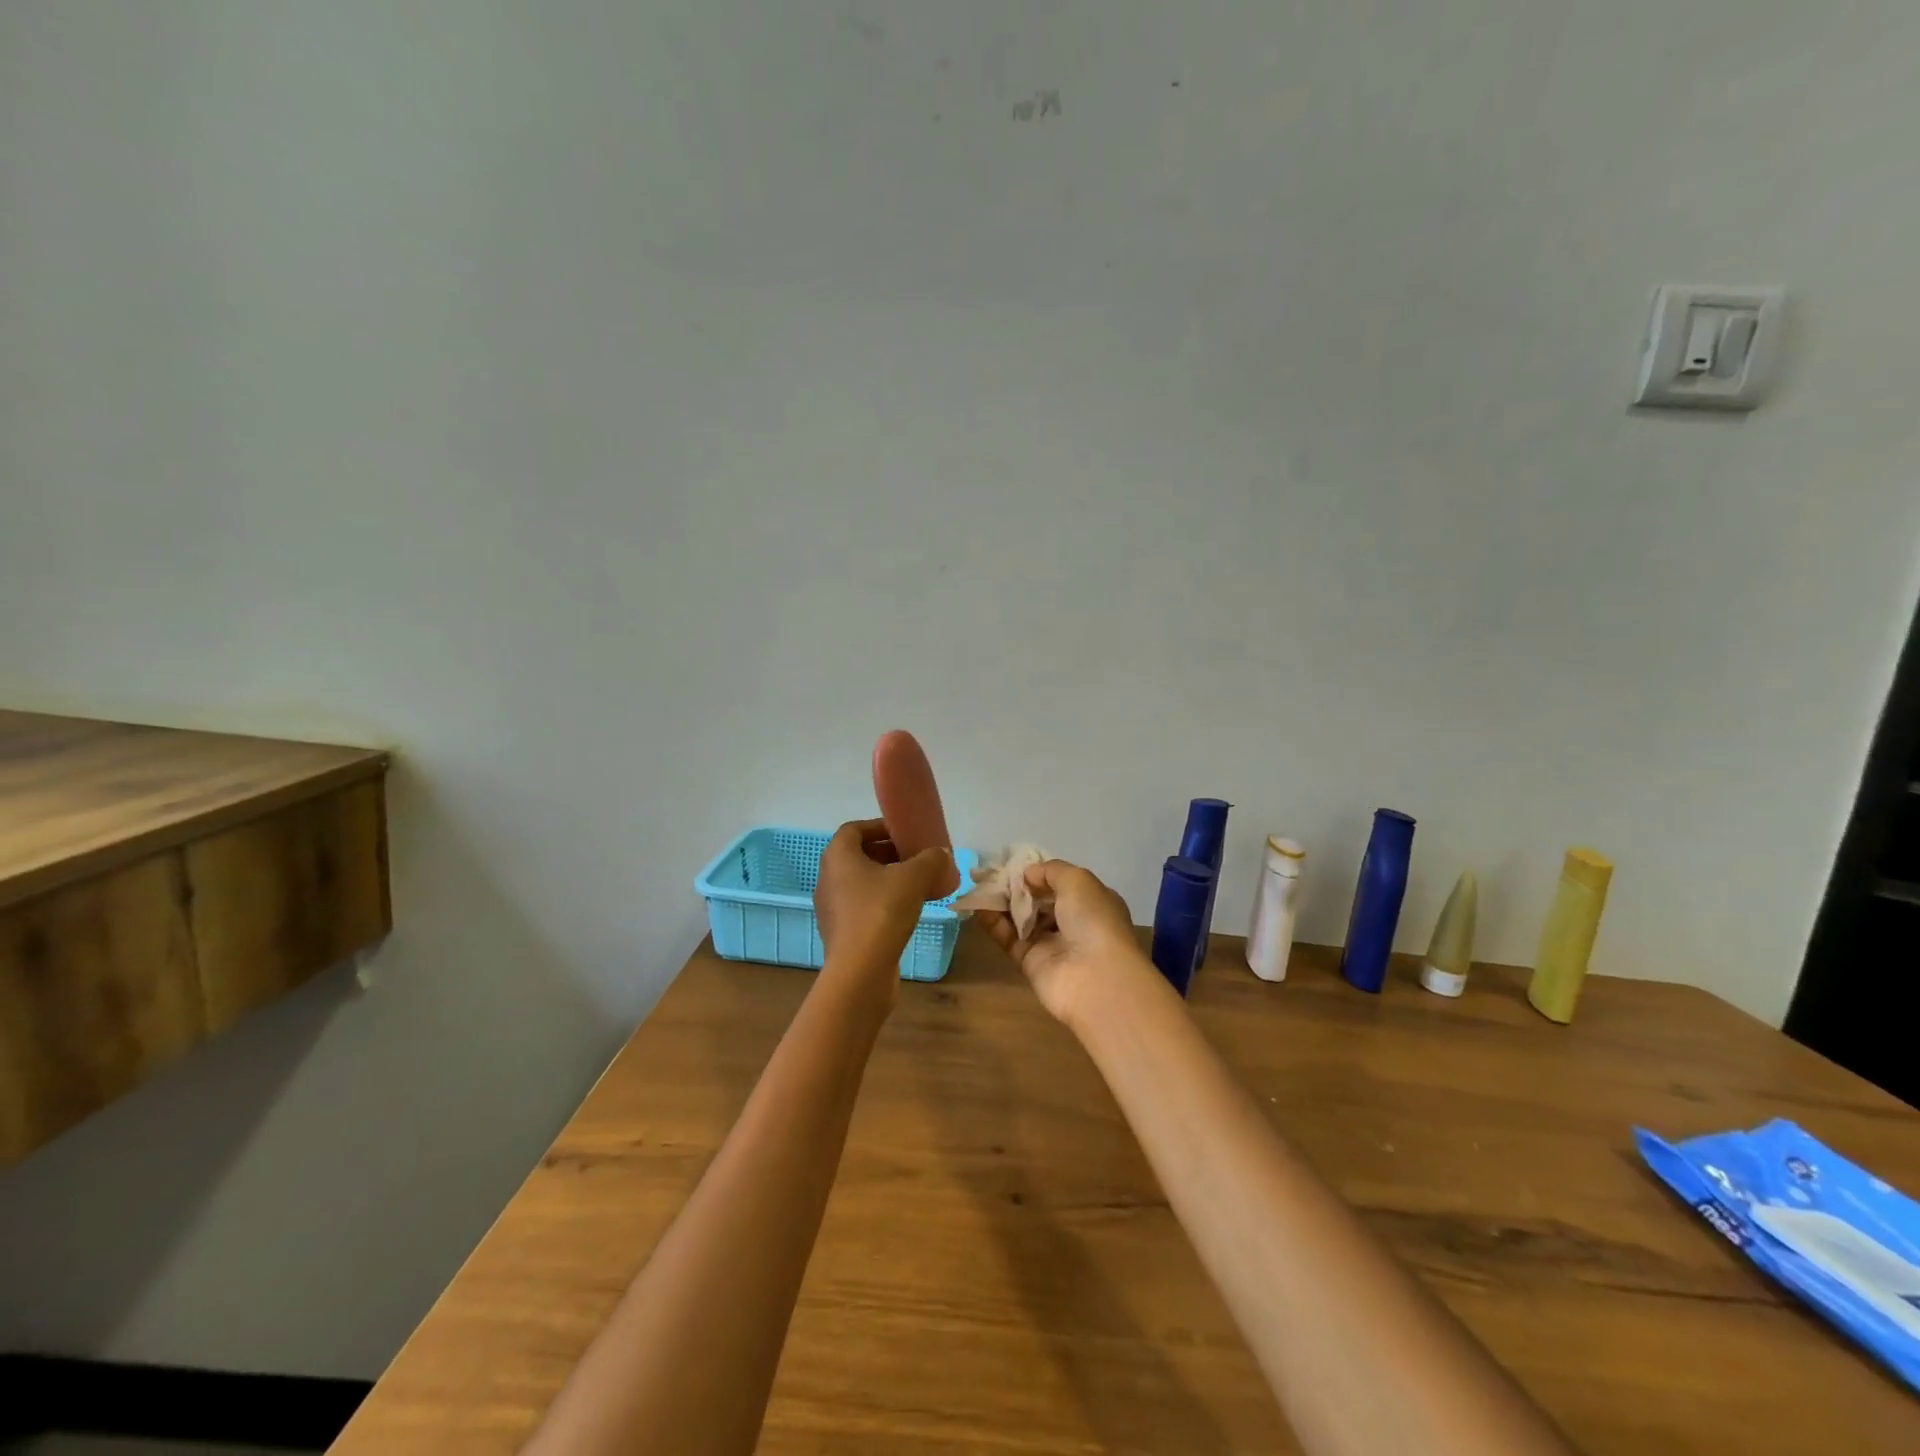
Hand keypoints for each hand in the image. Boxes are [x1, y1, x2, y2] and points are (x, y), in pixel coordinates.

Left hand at [814, 819, 952, 1008]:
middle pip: (859, 855)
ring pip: (861, 882)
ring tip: (917, 883)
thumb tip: (941, 854)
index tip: (904, 832)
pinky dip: (883, 900)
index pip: (854, 829)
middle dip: (888, 852)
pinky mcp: (841, 932)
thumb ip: (930, 860)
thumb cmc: (881, 913)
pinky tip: (908, 910)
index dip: (878, 826)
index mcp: (838, 857)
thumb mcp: (914, 878)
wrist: (860, 972)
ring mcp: (832, 908)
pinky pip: (862, 905)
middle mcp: (828, 878)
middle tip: (916, 857)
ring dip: (887, 878)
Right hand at [978, 859, 1150, 1025]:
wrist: (1096, 978)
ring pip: (1021, 917)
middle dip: (1016, 886)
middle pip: (1038, 899)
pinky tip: (976, 906)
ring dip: (1001, 901)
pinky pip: (1008, 937)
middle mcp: (1072, 922)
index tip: (1014, 862)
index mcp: (1091, 901)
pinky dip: (992, 922)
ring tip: (978, 885)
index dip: (1038, 872)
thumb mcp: (1078, 881)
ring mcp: (1050, 943)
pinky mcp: (1029, 962)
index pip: (1060, 882)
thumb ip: (1050, 870)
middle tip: (989, 873)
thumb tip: (1028, 873)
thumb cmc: (1093, 920)